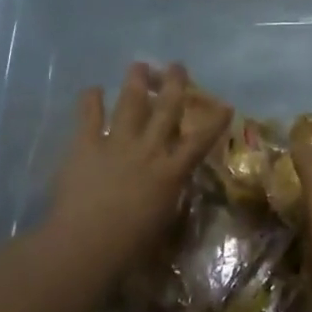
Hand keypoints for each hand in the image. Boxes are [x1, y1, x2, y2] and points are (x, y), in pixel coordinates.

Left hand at [46, 63, 229, 267]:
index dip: (215, 122)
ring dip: (135, 82)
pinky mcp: (85, 145)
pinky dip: (91, 100)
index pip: (200, 141)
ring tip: (139, 65)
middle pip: (166, 109)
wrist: (86, 244)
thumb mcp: (162, 221)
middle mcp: (148, 150)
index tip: (226, 105)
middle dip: (174, 84)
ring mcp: (116, 143)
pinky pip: (89, 115)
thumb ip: (169, 197)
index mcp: (170, 172)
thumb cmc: (130, 247)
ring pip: (130, 103)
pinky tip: (93, 89)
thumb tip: (171, 188)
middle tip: (176, 66)